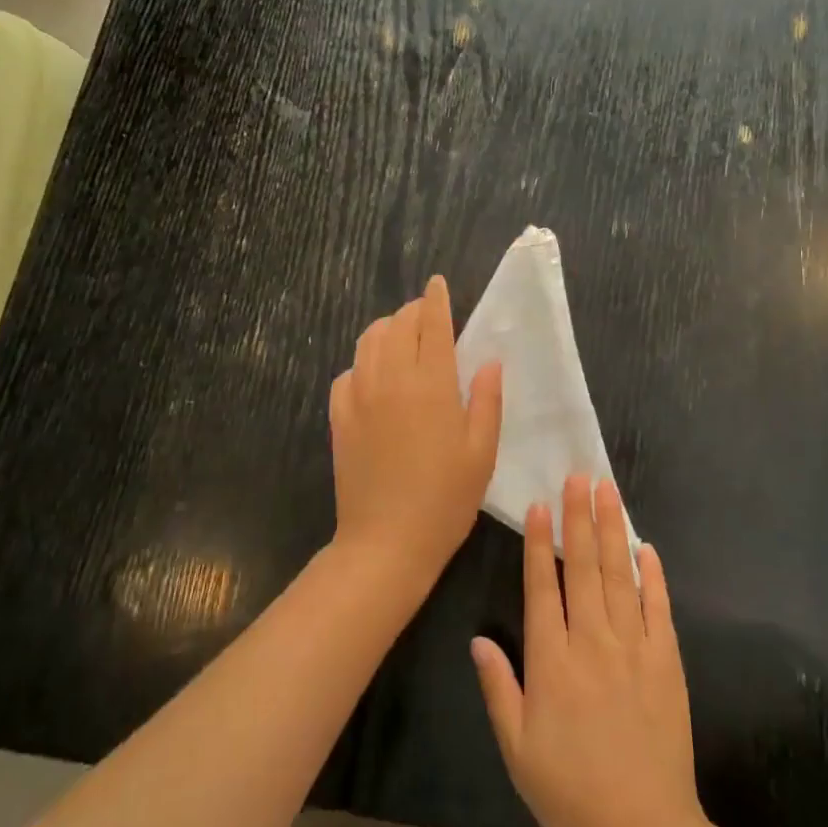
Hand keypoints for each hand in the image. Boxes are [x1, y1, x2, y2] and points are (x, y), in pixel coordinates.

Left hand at [328, 276, 502, 584]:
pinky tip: (375, 378)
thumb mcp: (482, 451)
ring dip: (387, 329)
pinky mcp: (339, 417)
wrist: (386, 542)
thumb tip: (488, 361)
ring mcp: (359, 396)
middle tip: (428, 317)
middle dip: (414, 312)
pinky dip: (364, 363)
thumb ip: (485, 400)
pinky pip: (348, 372)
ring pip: (368, 341)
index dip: (436, 299)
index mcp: (431, 384)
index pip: (432, 324)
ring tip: (402, 338)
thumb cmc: (446, 499)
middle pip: (398, 325)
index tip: (438, 284)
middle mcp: (390, 379)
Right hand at [472, 475, 703, 826]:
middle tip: (578, 476)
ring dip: (612, 530)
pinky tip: (646, 546)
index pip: (542, 587)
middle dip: (578, 518)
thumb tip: (478, 639)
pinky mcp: (666, 660)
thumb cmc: (570, 793)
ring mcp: (634, 647)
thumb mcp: (517, 750)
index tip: (539, 505)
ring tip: (607, 492)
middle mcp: (592, 642)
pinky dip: (653, 574)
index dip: (538, 543)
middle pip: (583, 567)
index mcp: (553, 661)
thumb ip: (499, 688)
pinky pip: (659, 607)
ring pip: (620, 575)